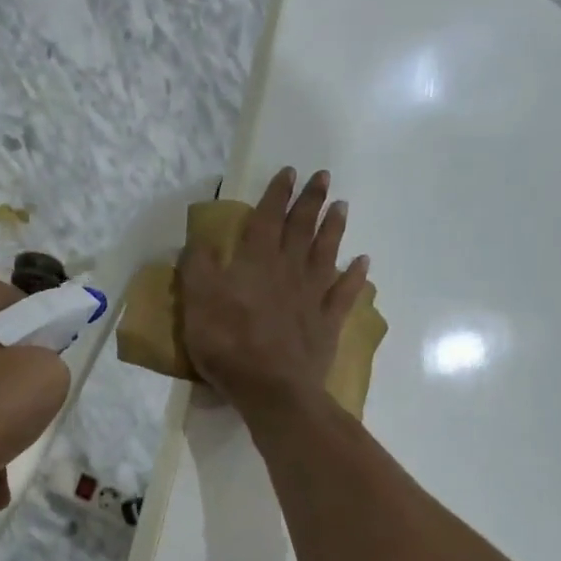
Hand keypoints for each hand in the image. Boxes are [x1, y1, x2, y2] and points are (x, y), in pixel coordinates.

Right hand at [180, 168, 368, 421]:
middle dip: (311, 201)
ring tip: (342, 207)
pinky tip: (363, 263)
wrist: (272, 387)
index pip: (267, 219)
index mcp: (256, 262)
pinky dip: (355, 276)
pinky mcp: (327, 322)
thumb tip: (198, 240)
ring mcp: (312, 296)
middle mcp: (288, 270)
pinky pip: (345, 293)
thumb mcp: (197, 303)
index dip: (277, 195)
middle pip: (301, 229)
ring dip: (334, 228)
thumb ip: (197, 268)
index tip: (289, 172)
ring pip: (326, 253)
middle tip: (323, 178)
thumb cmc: (228, 344)